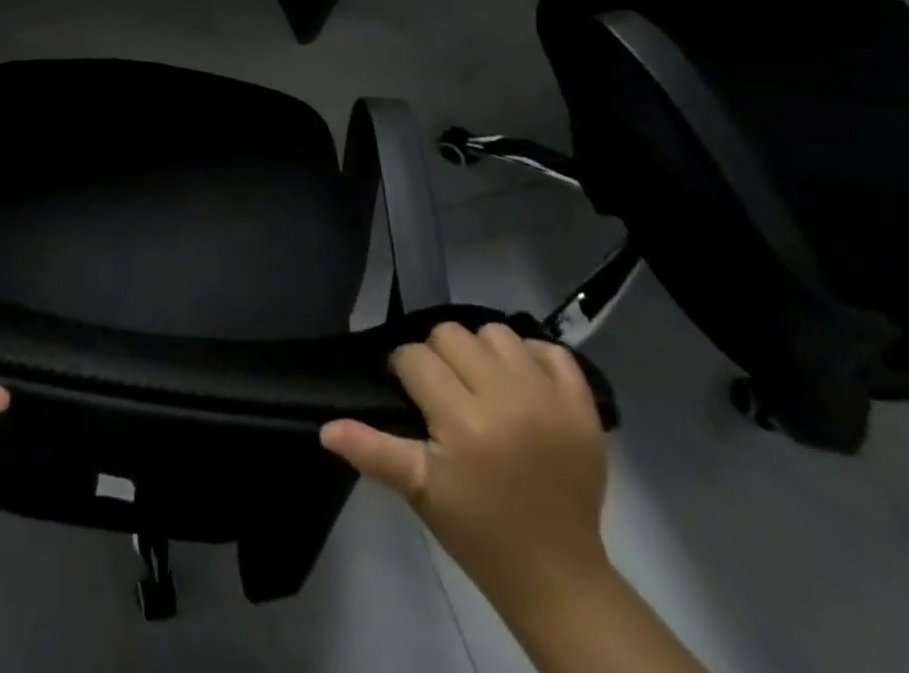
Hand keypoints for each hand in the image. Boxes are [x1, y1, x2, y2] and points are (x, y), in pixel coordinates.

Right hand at [322, 323, 609, 615]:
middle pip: (452, 335)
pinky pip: (552, 351)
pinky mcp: (583, 407)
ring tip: (483, 386)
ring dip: (482, 352)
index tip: (412, 400)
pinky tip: (521, 385)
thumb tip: (324, 427)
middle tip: (445, 393)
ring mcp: (550, 399)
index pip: (414, 357)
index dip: (404, 373)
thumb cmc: (477, 530)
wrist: (557, 576)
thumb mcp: (418, 490)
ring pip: (497, 333)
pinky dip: (533, 359)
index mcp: (464, 421)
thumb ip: (372, 450)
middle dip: (439, 357)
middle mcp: (508, 398)